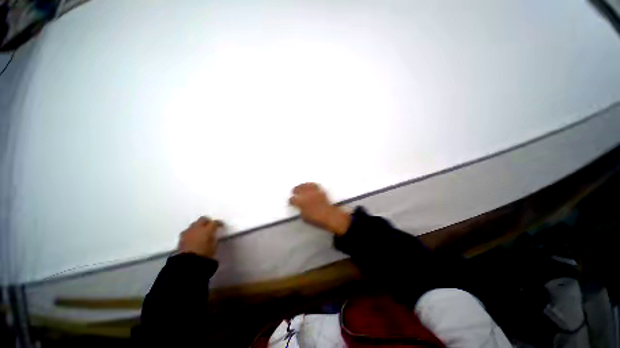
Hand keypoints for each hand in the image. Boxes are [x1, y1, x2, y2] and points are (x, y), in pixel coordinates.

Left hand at [178, 216, 222, 258]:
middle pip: (203, 219)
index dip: (219, 223)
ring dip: (198, 226)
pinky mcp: (181, 238)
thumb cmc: (204, 255)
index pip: (215, 222)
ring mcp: (188, 232)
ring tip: (200, 232)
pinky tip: (193, 238)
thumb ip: (214, 238)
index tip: (221, 226)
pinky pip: (187, 231)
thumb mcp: (214, 247)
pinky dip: (191, 233)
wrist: (187, 263)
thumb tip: (213, 236)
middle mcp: (197, 228)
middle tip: (210, 226)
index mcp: (207, 229)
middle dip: (207, 221)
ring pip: (194, 224)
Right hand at [289, 183, 350, 235]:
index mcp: (301, 202)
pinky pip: (314, 185)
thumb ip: (301, 210)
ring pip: (306, 185)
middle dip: (295, 190)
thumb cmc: (317, 219)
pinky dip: (311, 184)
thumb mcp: (305, 217)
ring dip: (302, 185)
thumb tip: (300, 208)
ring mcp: (314, 192)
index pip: (293, 199)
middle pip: (298, 189)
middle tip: (294, 191)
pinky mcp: (320, 191)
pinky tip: (310, 185)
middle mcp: (306, 195)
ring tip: (300, 186)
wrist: (329, 216)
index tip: (291, 202)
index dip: (291, 201)